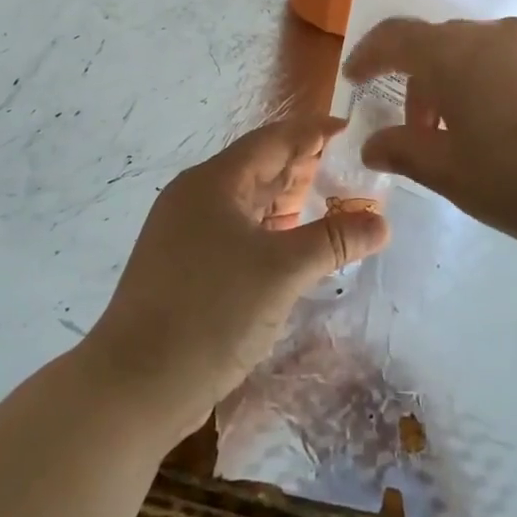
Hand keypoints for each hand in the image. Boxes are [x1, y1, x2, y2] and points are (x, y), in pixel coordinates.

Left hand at [85, 117, 391, 434]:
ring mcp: (186, 233)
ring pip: (247, 202)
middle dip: (303, 165)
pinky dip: (269, 230)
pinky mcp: (184, 266)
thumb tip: (382, 222)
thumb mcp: (282, 271)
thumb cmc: (210, 313)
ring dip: (287, 200)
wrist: (133, 388)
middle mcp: (196, 197)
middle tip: (350, 167)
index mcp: (213, 182)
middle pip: (258, 167)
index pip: (272, 139)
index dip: (312, 131)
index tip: (350, 128)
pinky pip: (236, 231)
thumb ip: (334, 240)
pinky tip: (294, 243)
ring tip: (331, 200)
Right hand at [343, 18, 516, 267]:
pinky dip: (509, 92)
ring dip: (467, 91)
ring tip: (477, 141)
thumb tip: (371, 143)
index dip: (368, 55)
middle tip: (420, 134)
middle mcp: (499, 35)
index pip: (395, 37)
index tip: (354, 79)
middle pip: (443, 48)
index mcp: (456, 55)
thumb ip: (407, 153)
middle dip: (421, 86)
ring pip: (488, 57)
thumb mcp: (458, 176)